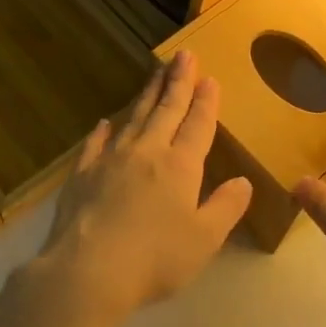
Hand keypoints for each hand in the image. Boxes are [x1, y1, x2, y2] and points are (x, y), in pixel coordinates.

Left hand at [31, 50, 253, 324]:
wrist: (87, 271)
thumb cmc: (155, 258)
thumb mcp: (205, 239)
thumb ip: (226, 207)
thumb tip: (243, 182)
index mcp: (180, 166)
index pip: (197, 125)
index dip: (205, 101)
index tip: (209, 78)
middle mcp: (146, 153)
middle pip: (165, 110)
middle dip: (177, 82)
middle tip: (184, 55)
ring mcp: (110, 160)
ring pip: (133, 118)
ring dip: (147, 96)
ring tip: (155, 75)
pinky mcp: (82, 175)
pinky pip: (95, 144)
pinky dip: (104, 130)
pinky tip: (106, 123)